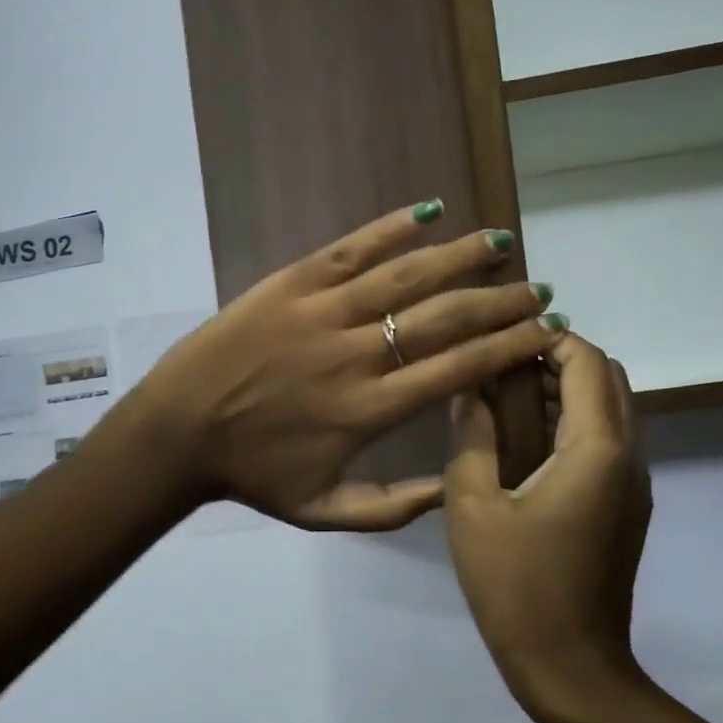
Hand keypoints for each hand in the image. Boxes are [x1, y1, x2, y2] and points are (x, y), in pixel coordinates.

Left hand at [132, 202, 560, 530]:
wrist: (177, 432)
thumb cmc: (253, 475)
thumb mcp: (324, 513)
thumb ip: (394, 507)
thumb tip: (454, 490)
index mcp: (370, 409)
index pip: (459, 369)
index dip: (508, 347)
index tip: (545, 332)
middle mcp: (357, 353)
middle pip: (445, 317)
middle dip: (501, 302)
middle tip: (539, 290)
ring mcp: (323, 311)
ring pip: (407, 274)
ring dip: (462, 256)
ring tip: (503, 243)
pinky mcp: (292, 282)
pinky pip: (352, 247)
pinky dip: (393, 226)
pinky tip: (430, 210)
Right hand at [444, 331, 652, 720]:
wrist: (570, 665)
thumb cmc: (515, 586)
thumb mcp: (472, 507)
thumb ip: (471, 437)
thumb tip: (470, 390)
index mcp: (596, 449)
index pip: (587, 361)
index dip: (549, 339)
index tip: (504, 341)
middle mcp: (629, 455)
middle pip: (609, 377)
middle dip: (561, 360)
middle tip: (503, 370)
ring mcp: (635, 482)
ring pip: (613, 408)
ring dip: (569, 391)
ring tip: (510, 402)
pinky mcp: (629, 505)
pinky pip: (610, 440)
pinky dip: (577, 422)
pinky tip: (530, 445)